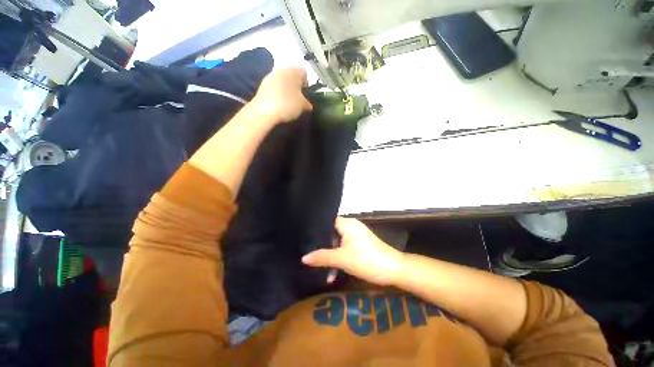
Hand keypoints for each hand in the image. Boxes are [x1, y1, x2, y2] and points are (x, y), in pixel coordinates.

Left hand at [251, 67, 312, 123]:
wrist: (264, 112)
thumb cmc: (288, 105)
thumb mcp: (303, 106)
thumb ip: (308, 103)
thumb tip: (308, 105)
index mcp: (293, 71)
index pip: (305, 73)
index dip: (307, 85)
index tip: (306, 96)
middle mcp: (281, 69)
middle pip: (292, 76)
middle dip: (296, 87)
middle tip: (298, 100)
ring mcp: (270, 77)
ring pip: (282, 81)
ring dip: (286, 90)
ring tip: (288, 103)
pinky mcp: (262, 86)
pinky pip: (274, 88)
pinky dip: (278, 94)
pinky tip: (279, 104)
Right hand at [302, 217, 404, 285]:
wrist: (393, 269)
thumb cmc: (366, 260)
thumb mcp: (341, 259)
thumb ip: (322, 257)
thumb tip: (303, 258)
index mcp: (346, 224)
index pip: (326, 222)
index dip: (316, 230)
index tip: (306, 239)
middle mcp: (351, 226)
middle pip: (331, 233)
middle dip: (323, 247)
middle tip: (311, 257)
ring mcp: (357, 235)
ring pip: (338, 242)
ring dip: (331, 256)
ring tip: (324, 272)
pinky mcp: (361, 243)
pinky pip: (345, 247)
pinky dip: (340, 257)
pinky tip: (334, 272)